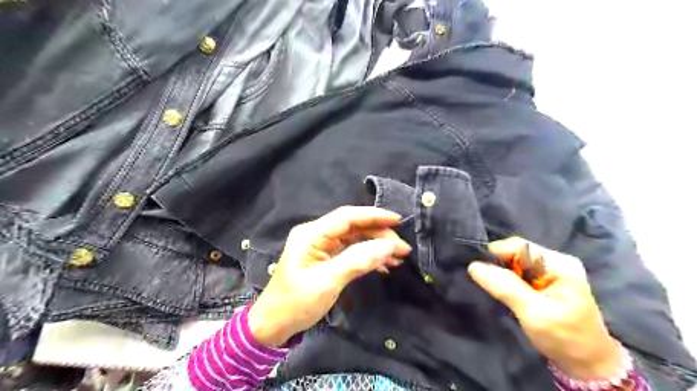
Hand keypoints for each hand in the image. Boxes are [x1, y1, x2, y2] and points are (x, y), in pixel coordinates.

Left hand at [247, 206, 409, 345]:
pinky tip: (384, 265)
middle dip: (379, 235)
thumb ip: (358, 261)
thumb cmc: (296, 302)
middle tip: (402, 248)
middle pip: (354, 227)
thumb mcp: (327, 282)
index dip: (373, 215)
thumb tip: (388, 245)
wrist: (274, 324)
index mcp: (312, 234)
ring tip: (398, 257)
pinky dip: (369, 256)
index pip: (347, 217)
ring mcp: (322, 247)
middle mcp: (317, 235)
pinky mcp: (327, 259)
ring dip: (377, 246)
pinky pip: (352, 251)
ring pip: (355, 239)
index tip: (397, 220)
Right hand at [467, 237, 625, 379]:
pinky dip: (508, 280)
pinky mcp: (546, 281)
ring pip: (515, 262)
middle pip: (516, 252)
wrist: (588, 364)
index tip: (481, 273)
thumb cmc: (564, 338)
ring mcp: (552, 270)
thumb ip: (505, 287)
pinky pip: (519, 272)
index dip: (496, 255)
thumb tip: (473, 265)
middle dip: (499, 265)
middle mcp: (556, 261)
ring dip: (502, 273)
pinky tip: (506, 291)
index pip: (518, 246)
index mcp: (560, 263)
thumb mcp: (533, 313)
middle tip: (488, 284)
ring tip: (494, 288)